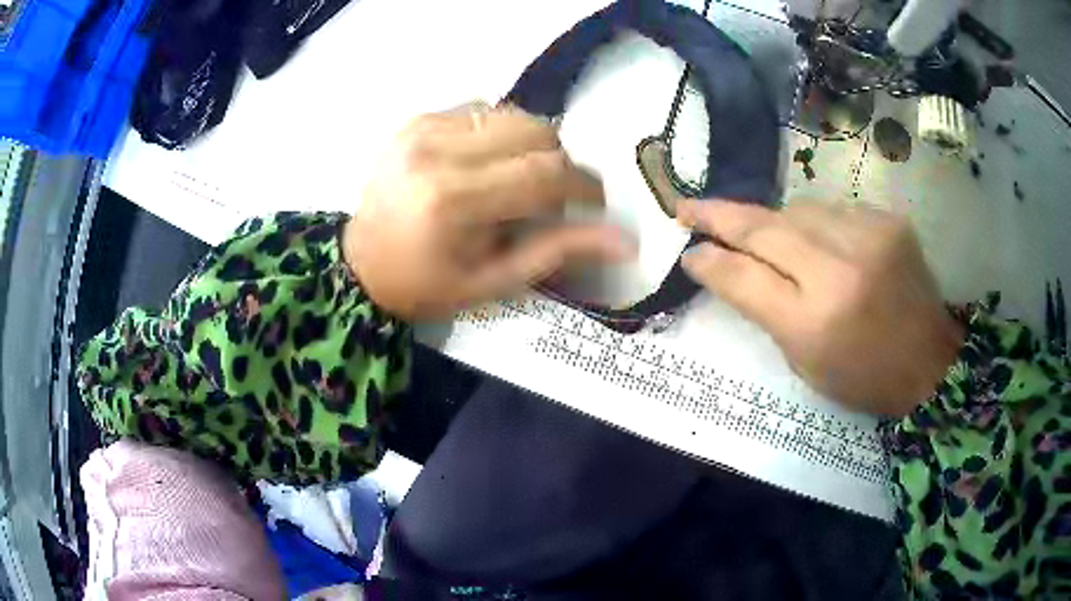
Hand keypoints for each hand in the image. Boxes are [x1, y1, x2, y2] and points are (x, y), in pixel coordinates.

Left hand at [343, 104, 632, 320]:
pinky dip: (499, 132)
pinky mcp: (416, 120)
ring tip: (519, 178)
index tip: (593, 201)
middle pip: (534, 132)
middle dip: (559, 162)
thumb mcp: (494, 281)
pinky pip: (481, 109)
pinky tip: (488, 162)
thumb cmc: (427, 285)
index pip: (544, 173)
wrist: (361, 265)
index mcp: (453, 200)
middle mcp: (437, 151)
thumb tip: (626, 242)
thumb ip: (559, 252)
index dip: (583, 184)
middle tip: (552, 195)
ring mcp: (422, 128)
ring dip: (531, 144)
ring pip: (511, 115)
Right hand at [678, 200, 963, 415]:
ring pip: (797, 210)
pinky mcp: (887, 220)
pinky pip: (833, 210)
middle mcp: (838, 271)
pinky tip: (823, 243)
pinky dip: (817, 223)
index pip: (743, 277)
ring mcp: (867, 237)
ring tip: (772, 239)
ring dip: (776, 223)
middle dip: (719, 215)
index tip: (687, 250)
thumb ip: (763, 309)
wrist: (928, 361)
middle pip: (764, 228)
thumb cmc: (861, 376)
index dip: (709, 260)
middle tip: (688, 207)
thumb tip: (723, 264)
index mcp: (813, 323)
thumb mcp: (803, 362)